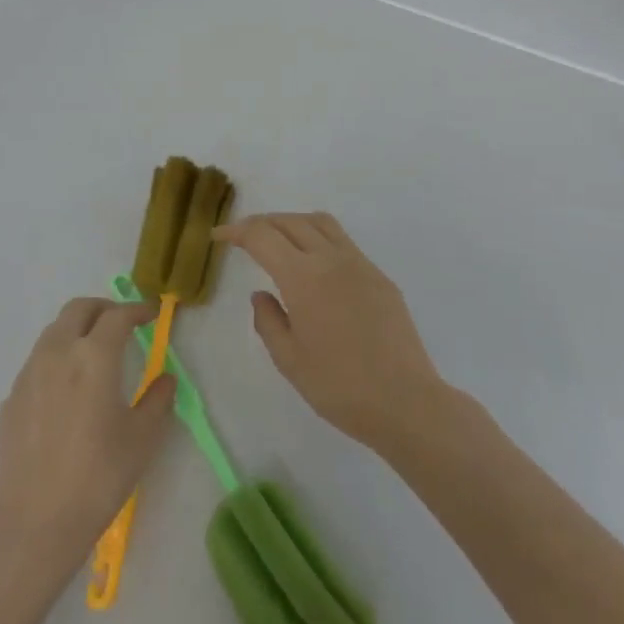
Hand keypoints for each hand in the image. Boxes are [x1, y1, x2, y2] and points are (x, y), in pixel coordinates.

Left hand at [0, 299, 175, 580]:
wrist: (35, 522)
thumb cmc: (99, 477)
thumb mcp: (142, 438)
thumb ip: (157, 399)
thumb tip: (164, 379)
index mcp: (94, 357)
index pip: (118, 316)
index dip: (137, 309)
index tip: (151, 314)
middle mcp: (57, 354)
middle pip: (78, 309)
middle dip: (103, 308)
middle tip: (122, 323)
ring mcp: (28, 375)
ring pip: (53, 332)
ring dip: (77, 330)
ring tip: (94, 353)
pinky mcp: (11, 399)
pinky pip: (37, 362)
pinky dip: (57, 359)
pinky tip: (67, 390)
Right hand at [214, 212, 444, 449]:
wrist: (405, 401)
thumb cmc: (339, 387)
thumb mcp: (289, 360)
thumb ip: (268, 321)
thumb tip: (261, 294)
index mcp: (304, 277)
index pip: (263, 236)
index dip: (236, 231)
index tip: (218, 235)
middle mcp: (332, 259)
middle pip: (291, 221)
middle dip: (262, 222)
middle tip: (242, 236)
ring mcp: (360, 264)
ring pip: (321, 223)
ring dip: (293, 222)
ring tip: (277, 239)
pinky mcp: (379, 277)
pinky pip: (343, 242)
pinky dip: (318, 238)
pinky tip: (313, 264)